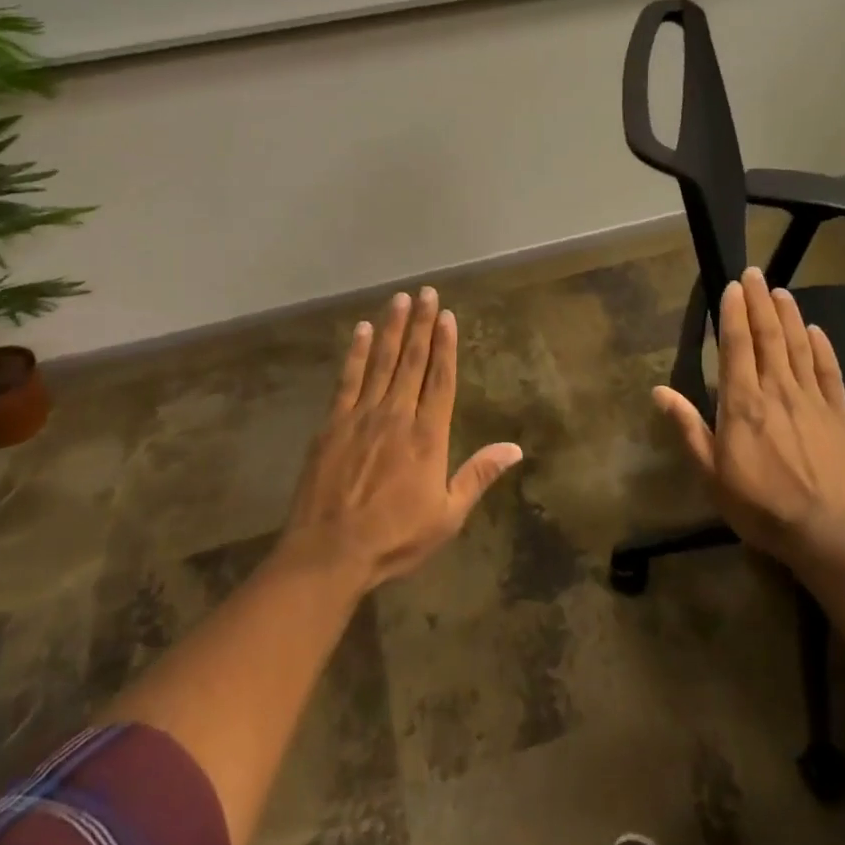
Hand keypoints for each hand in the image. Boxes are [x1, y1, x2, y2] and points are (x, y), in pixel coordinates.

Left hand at [281, 287, 522, 590]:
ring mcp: (362, 416)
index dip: (445, 346)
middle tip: (426, 292)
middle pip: (412, 361)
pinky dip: (356, 353)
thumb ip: (478, 475)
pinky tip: (362, 330)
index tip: (447, 315)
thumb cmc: (394, 539)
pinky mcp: (332, 423)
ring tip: (399, 299)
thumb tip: (515, 448)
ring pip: (381, 362)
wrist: (330, 552)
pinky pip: (347, 379)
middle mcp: (397, 415)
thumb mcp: (447, 516)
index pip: (441, 380)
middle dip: (421, 325)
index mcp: (427, 436)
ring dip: (391, 328)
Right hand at [653, 268, 844, 567]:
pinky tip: (816, 330)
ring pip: (799, 346)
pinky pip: (830, 372)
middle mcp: (777, 390)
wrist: (828, 534)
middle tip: (754, 273)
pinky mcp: (839, 415)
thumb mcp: (711, 473)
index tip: (731, 287)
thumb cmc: (760, 506)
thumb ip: (688, 427)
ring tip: (781, 291)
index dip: (733, 312)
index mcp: (742, 402)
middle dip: (759, 302)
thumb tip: (658, 390)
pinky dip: (822, 348)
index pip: (736, 344)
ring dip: (789, 316)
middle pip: (768, 336)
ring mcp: (812, 400)